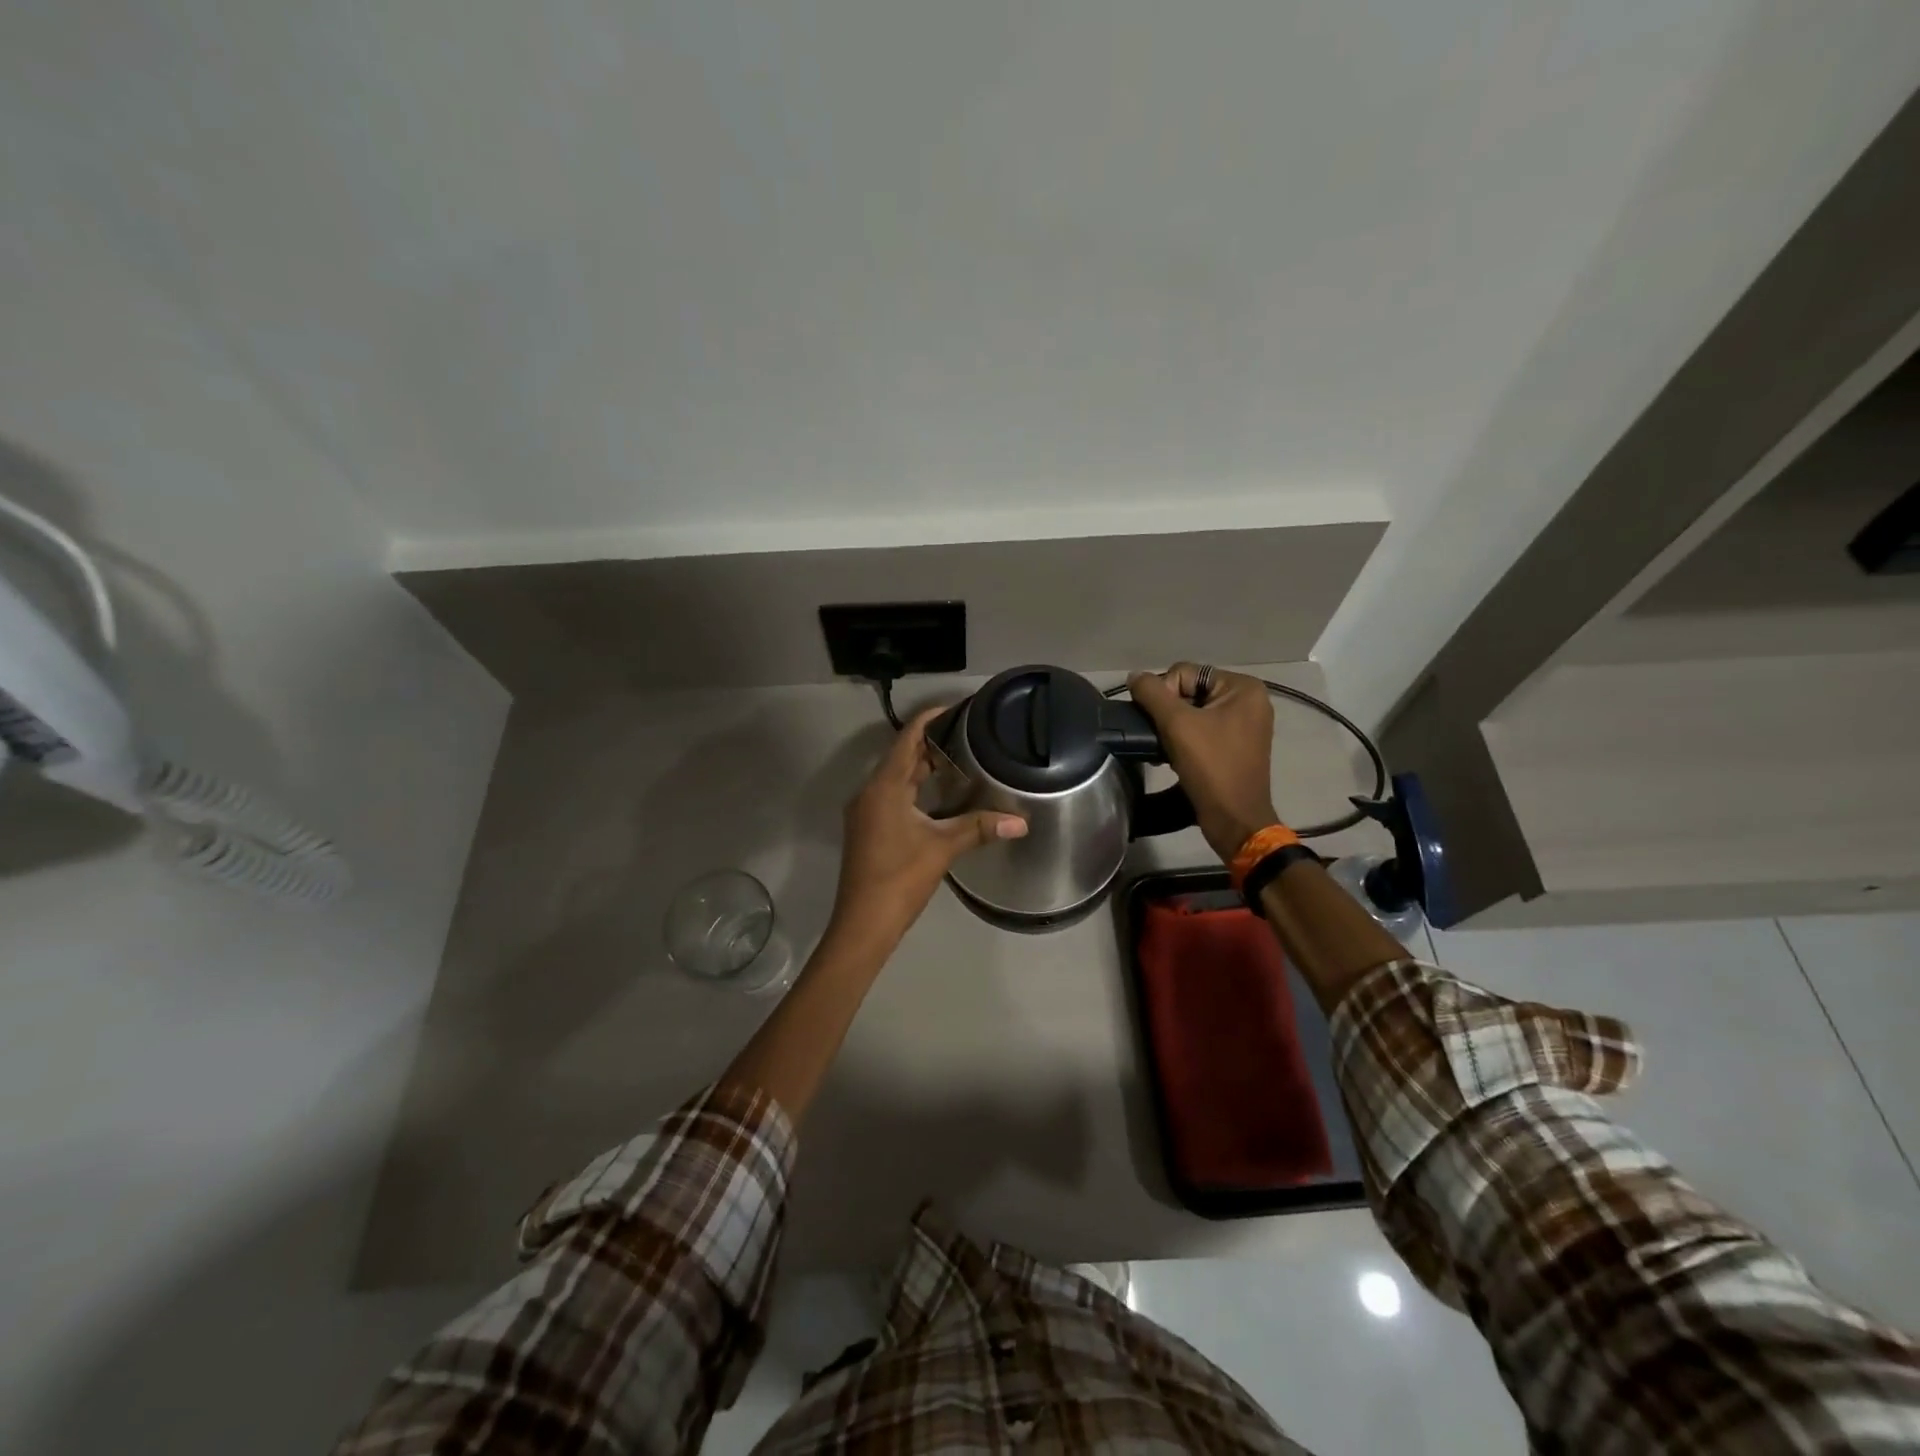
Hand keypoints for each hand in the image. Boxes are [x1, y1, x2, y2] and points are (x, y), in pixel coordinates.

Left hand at [829, 706, 1027, 948]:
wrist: (863, 924)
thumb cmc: (899, 878)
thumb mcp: (942, 848)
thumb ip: (980, 828)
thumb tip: (1021, 822)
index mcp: (884, 787)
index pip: (907, 739)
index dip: (930, 719)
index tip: (957, 708)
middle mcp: (870, 792)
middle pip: (902, 757)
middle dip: (932, 744)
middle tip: (969, 736)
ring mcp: (866, 812)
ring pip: (896, 778)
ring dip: (924, 768)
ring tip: (961, 761)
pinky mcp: (868, 829)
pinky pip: (892, 796)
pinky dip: (915, 789)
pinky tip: (939, 797)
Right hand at [1127, 663, 1278, 861]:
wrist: (1234, 819)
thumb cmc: (1210, 767)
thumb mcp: (1177, 724)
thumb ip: (1151, 693)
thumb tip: (1134, 677)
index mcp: (1243, 688)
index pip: (1185, 673)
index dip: (1164, 695)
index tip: (1162, 725)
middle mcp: (1248, 701)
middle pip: (1189, 691)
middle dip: (1169, 713)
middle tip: (1160, 738)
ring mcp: (1244, 725)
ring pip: (1192, 712)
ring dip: (1173, 728)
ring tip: (1165, 749)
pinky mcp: (1236, 746)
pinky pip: (1202, 730)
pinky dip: (1184, 740)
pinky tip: (1174, 757)